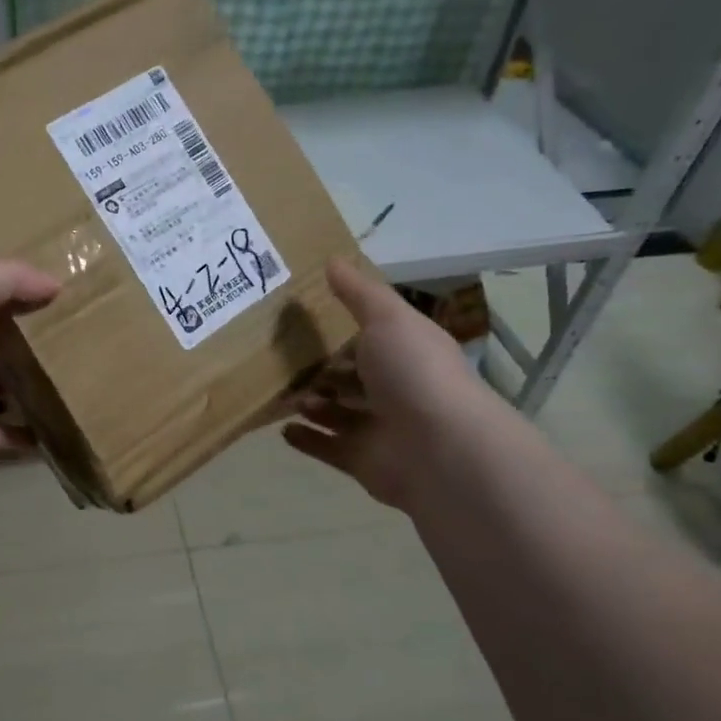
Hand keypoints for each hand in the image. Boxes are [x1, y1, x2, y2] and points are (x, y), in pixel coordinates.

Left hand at [0, 259, 59, 472]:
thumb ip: (6, 279)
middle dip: (22, 341)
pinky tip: (62, 421)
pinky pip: (1, 433)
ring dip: (27, 385)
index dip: (6, 295)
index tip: (50, 293)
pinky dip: (27, 431)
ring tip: (75, 375)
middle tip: (72, 335)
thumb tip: (56, 282)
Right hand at [282, 257, 487, 511]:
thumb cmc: (414, 373)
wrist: (440, 449)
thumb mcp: (388, 320)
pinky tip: (281, 428)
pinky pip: (327, 447)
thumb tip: (332, 259)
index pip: (370, 339)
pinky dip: (305, 438)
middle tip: (280, 361)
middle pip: (350, 378)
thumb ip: (358, 293)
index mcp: (405, 352)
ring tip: (283, 393)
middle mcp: (394, 389)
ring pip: (336, 412)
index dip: (340, 331)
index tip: (301, 321)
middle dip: (320, 371)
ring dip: (309, 403)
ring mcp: (379, 427)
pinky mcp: (362, 461)